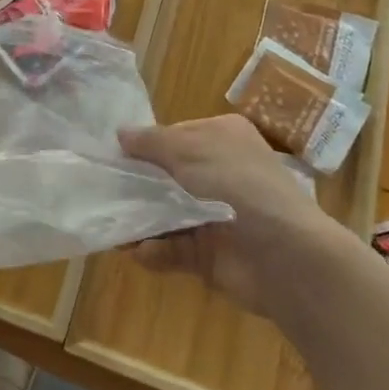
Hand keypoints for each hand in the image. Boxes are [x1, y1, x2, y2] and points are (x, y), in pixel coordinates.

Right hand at [119, 115, 336, 315]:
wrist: (284, 256)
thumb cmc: (236, 185)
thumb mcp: (189, 150)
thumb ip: (151, 142)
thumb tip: (120, 133)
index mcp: (223, 138)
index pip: (175, 135)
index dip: (146, 145)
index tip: (115, 156)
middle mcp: (220, 172)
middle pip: (167, 176)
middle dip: (137, 187)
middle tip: (104, 193)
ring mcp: (216, 215)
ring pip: (166, 213)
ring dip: (140, 221)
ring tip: (114, 228)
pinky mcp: (211, 254)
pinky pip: (174, 248)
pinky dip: (157, 250)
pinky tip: (141, 252)